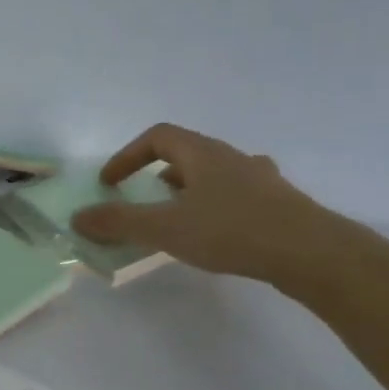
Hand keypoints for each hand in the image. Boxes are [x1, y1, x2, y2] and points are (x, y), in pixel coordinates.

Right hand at [71, 123, 350, 286]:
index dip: (128, 156)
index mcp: (202, 154)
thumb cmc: (231, 231)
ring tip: (175, 217)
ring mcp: (259, 179)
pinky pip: (235, 195)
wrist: (311, 252)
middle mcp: (232, 157)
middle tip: (140, 199)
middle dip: (155, 173)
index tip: (110, 182)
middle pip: (186, 153)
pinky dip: (214, 206)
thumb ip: (119, 222)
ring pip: (213, 174)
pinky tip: (215, 231)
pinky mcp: (278, 203)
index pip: (157, 136)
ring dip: (186, 189)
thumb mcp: (164, 228)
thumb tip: (78, 217)